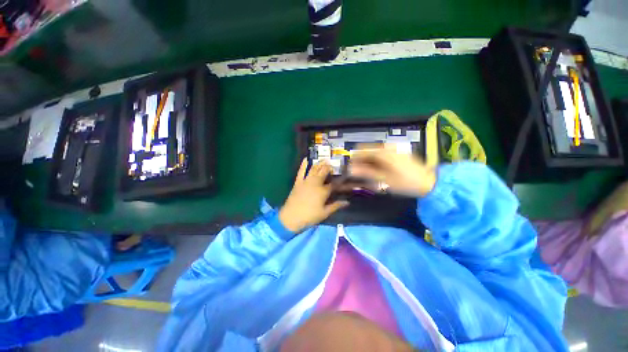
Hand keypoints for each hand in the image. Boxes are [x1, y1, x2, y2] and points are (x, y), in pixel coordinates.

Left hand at [279, 159, 349, 232]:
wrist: (291, 217)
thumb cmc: (309, 216)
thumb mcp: (325, 213)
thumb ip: (336, 206)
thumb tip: (347, 202)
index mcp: (323, 191)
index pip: (334, 184)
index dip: (340, 180)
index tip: (344, 176)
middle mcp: (315, 183)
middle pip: (324, 172)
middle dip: (329, 167)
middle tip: (333, 164)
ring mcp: (306, 181)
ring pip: (314, 170)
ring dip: (319, 164)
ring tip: (324, 160)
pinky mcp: (298, 182)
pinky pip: (301, 171)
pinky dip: (303, 165)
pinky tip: (305, 159)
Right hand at [349, 144, 436, 196]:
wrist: (430, 182)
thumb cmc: (406, 182)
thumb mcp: (384, 179)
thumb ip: (366, 172)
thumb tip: (350, 169)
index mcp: (383, 152)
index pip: (361, 150)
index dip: (353, 159)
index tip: (350, 170)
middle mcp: (387, 147)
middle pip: (367, 152)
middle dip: (361, 162)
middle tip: (359, 175)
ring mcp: (392, 150)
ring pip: (373, 154)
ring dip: (368, 164)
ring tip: (368, 176)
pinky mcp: (396, 154)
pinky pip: (380, 156)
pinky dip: (376, 164)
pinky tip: (377, 173)